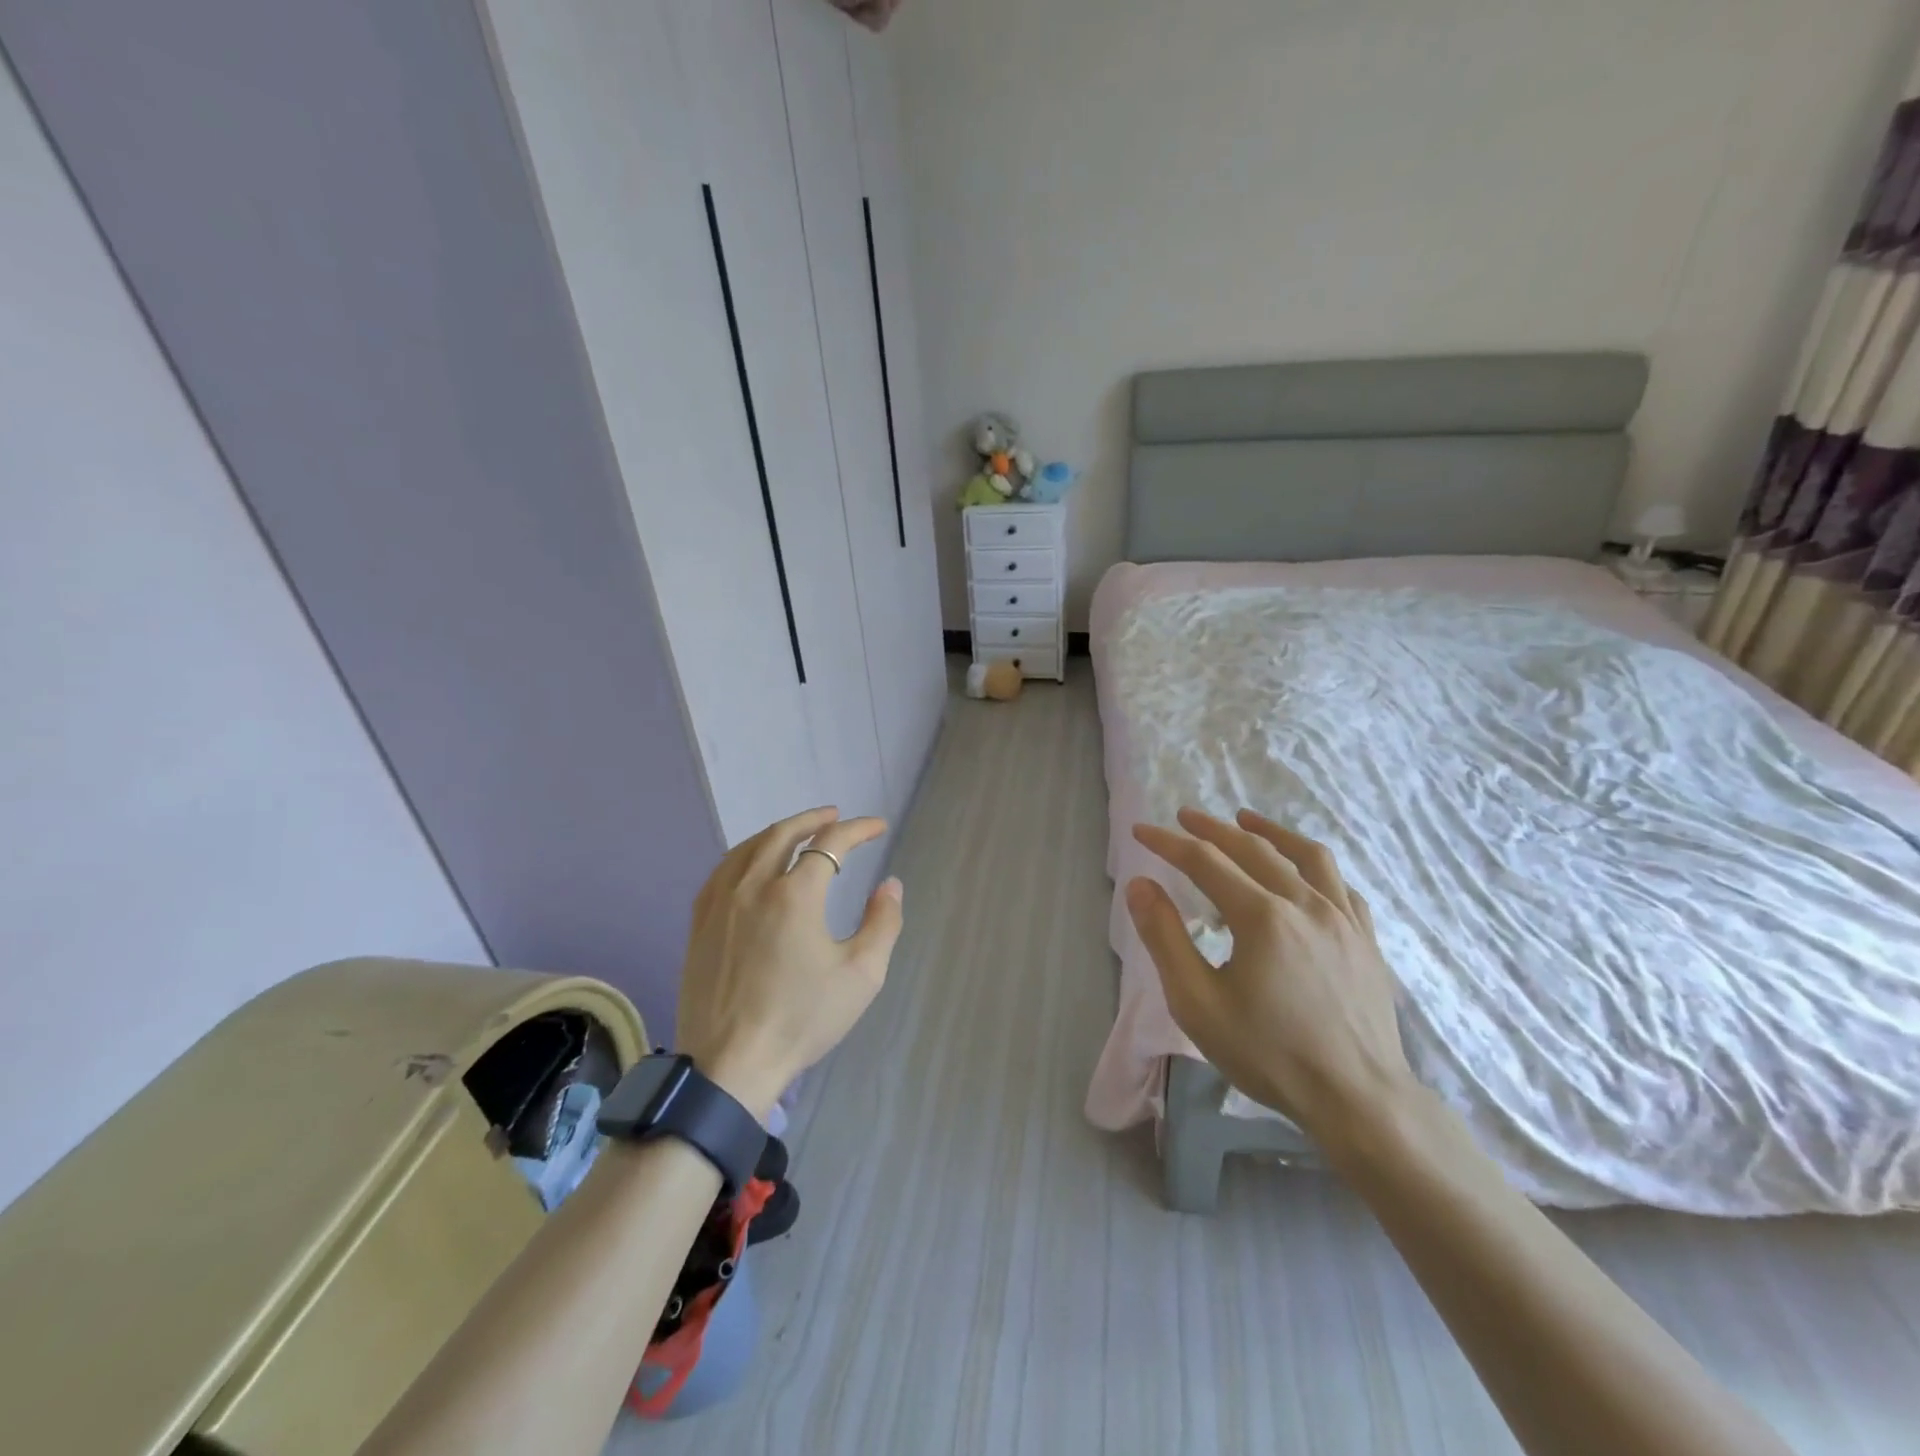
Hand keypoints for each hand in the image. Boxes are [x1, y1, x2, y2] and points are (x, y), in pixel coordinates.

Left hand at [673, 807, 903, 1120]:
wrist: (730, 1065)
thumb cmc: (802, 1020)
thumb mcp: (861, 975)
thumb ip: (882, 923)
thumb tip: (889, 885)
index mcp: (795, 895)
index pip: (830, 843)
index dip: (858, 829)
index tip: (878, 827)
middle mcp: (754, 886)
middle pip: (783, 834)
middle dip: (814, 819)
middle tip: (835, 816)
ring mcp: (720, 903)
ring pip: (748, 848)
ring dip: (778, 832)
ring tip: (798, 831)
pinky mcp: (699, 923)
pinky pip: (722, 871)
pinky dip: (745, 854)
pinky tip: (752, 863)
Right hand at [1126, 807, 1415, 1145]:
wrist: (1359, 1100)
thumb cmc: (1269, 1054)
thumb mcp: (1197, 1002)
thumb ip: (1164, 938)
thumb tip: (1140, 885)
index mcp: (1262, 917)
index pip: (1205, 862)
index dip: (1168, 842)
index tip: (1141, 832)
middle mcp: (1305, 904)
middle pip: (1252, 849)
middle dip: (1212, 829)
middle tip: (1184, 817)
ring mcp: (1343, 919)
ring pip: (1306, 856)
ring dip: (1269, 831)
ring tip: (1246, 819)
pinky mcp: (1365, 939)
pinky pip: (1340, 885)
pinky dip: (1313, 866)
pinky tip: (1303, 871)